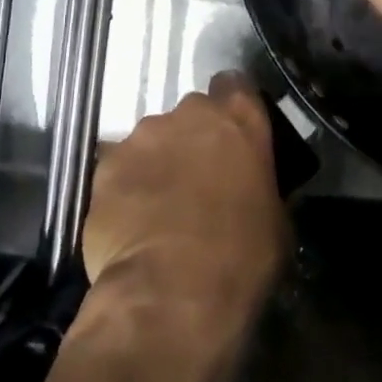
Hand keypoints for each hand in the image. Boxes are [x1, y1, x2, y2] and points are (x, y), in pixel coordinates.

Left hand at [82, 72, 287, 372]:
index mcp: (239, 120)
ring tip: (158, 207)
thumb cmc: (240, 260)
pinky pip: (120, 168)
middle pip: (191, 114)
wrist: (171, 295)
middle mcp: (189, 114)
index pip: (235, 86)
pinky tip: (131, 222)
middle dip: (193, 139)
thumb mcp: (276, 223)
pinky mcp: (106, 165)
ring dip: (158, 162)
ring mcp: (143, 136)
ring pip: (152, 140)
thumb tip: (252, 187)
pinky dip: (126, 187)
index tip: (232, 136)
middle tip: (197, 180)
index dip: (232, 109)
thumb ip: (262, 186)